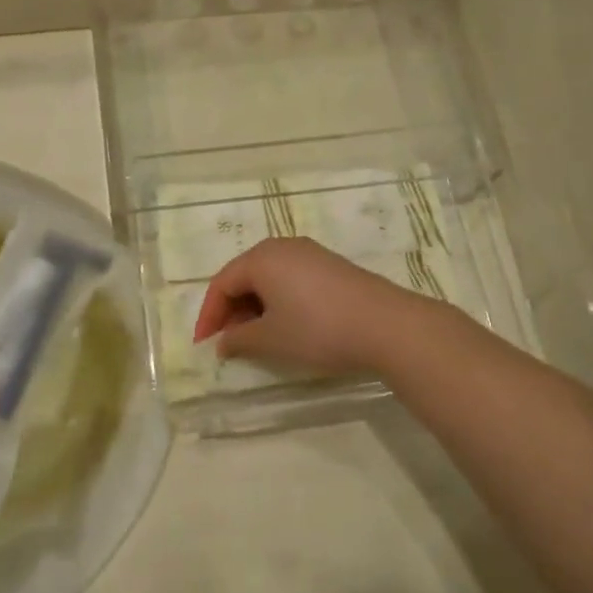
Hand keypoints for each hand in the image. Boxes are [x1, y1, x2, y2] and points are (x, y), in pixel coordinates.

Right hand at [193, 237, 424, 378]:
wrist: (386, 325)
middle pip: (244, 276)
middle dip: (232, 310)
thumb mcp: (271, 339)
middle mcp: (283, 246)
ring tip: (257, 338)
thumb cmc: (317, 329)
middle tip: (230, 343)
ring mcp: (311, 253)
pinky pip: (292, 279)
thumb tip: (223, 341)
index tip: (205, 347)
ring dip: (256, 307)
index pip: (222, 283)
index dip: (209, 316)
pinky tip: (288, 326)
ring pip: (269, 278)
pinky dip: (279, 301)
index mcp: (261, 258)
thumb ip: (239, 339)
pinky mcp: (332, 266)